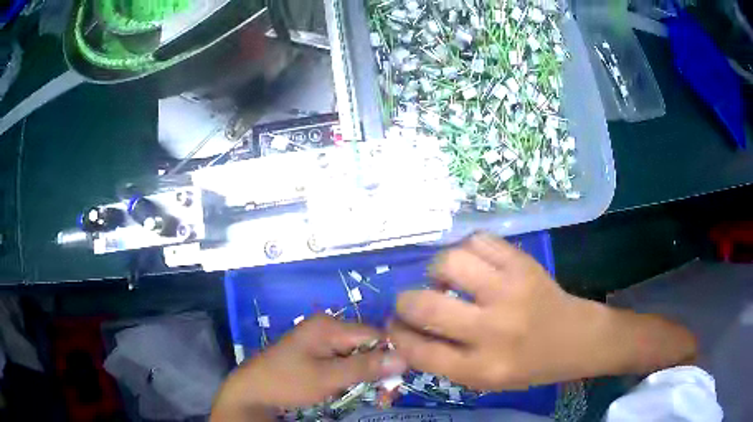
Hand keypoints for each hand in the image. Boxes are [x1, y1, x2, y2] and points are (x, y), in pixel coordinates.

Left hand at [212, 315, 406, 419]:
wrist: (253, 390)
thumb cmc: (288, 382)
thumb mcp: (328, 377)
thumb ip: (366, 367)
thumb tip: (404, 358)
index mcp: (329, 326)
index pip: (374, 334)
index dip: (390, 354)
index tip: (399, 378)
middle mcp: (327, 327)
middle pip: (366, 344)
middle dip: (379, 368)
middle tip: (387, 394)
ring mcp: (320, 340)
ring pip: (357, 355)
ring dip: (367, 374)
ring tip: (377, 395)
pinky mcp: (316, 353)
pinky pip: (344, 361)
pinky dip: (353, 375)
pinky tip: (355, 389)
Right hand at [388, 233, 696, 389]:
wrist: (577, 338)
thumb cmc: (529, 366)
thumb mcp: (484, 380)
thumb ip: (444, 362)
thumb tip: (405, 332)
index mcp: (482, 368)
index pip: (420, 351)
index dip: (397, 336)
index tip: (393, 327)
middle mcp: (494, 330)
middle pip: (425, 306)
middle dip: (404, 302)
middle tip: (412, 301)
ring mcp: (511, 291)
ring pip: (450, 262)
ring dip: (436, 270)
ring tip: (446, 279)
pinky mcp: (523, 263)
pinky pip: (479, 241)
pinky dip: (467, 249)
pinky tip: (473, 264)